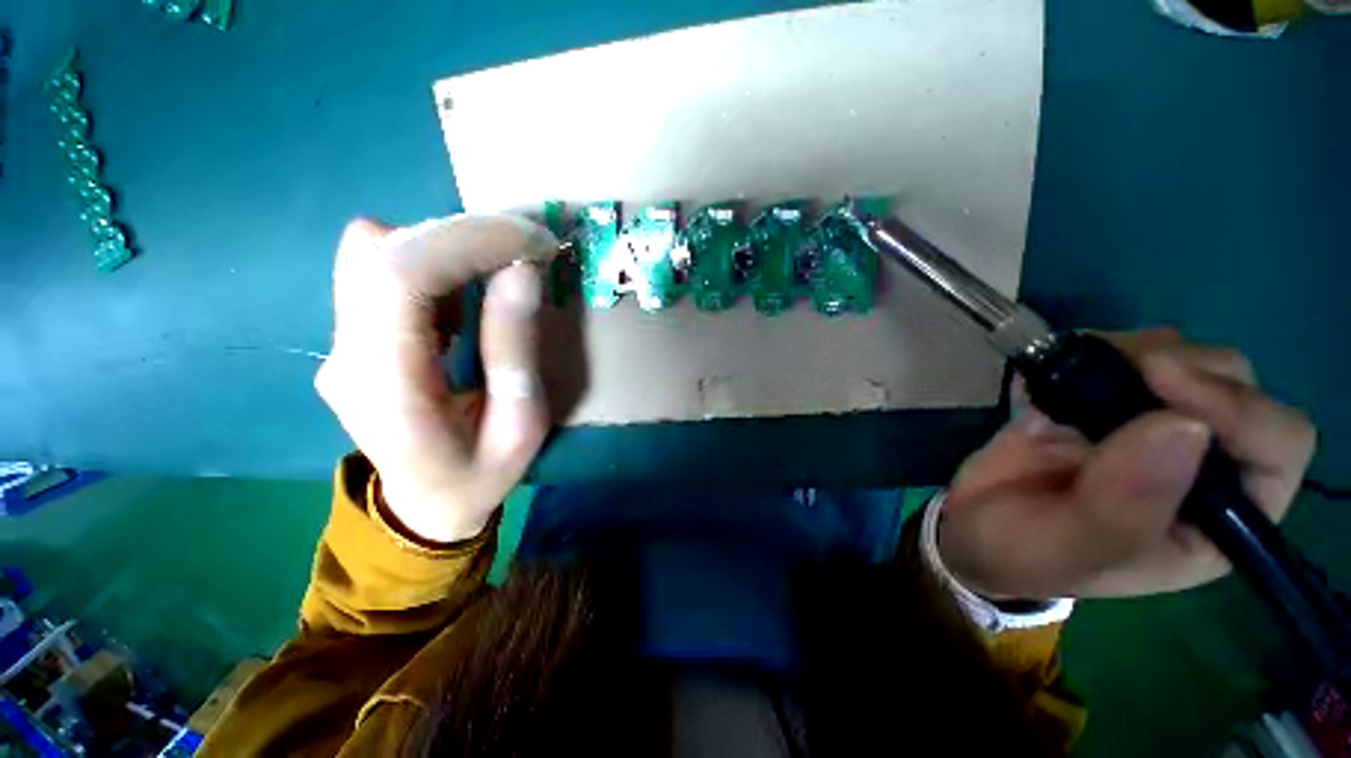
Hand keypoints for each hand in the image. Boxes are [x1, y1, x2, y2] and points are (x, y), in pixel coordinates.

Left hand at [316, 215, 558, 542]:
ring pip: (379, 252)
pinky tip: (469, 294)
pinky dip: (436, 264)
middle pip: (384, 251)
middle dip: (467, 235)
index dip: (469, 240)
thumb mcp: (521, 426)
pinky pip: (384, 270)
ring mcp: (340, 341)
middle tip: (530, 248)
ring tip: (504, 270)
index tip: (534, 240)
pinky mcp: (352, 334)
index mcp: (386, 387)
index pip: (400, 275)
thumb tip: (522, 270)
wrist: (424, 506)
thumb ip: (515, 349)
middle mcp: (347, 353)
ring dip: (451, 247)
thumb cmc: (479, 477)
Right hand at [938, 328, 1315, 599]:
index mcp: (1219, 518)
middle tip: (1119, 372)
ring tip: (1072, 378)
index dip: (1239, 409)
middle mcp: (1201, 463)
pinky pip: (1120, 353)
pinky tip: (1052, 374)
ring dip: (1132, 353)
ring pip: (1184, 357)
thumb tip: (1181, 427)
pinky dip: (1089, 349)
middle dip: (1183, 368)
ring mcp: (1150, 424)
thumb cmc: (1026, 554)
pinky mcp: (1101, 400)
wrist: (968, 524)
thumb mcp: (1070, 550)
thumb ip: (1121, 507)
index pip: (1276, 447)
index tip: (1163, 383)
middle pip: (1236, 384)